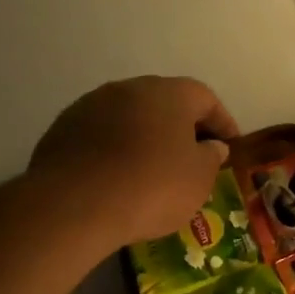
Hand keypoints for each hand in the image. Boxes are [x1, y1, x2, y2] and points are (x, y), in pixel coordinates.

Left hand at [30, 76, 238, 250]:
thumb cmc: (152, 187)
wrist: (75, 205)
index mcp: (169, 93)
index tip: (230, 147)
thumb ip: (211, 157)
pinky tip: (121, 178)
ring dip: (147, 137)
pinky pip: (103, 135)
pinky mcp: (64, 129)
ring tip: (156, 170)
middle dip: (182, 128)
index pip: (206, 98)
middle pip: (165, 103)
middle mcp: (129, 88)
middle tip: (194, 157)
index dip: (222, 122)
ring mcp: (91, 105)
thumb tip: (211, 146)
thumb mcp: (199, 179)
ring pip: (131, 117)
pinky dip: (117, 150)